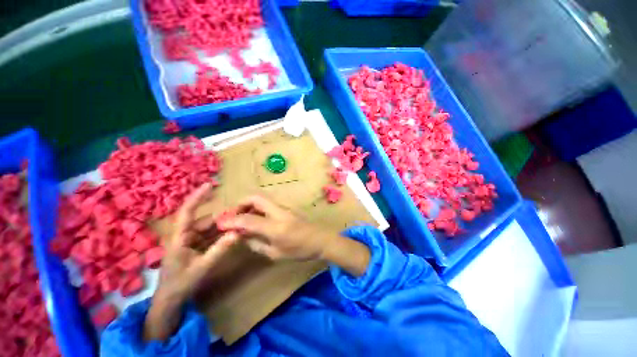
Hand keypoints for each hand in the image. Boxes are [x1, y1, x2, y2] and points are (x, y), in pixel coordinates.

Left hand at [158, 182, 238, 301]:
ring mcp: (190, 241)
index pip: (187, 212)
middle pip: (205, 221)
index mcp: (179, 237)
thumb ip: (220, 250)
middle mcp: (185, 235)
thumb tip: (237, 232)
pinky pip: (211, 236)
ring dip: (223, 226)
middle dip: (222, 217)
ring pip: (210, 228)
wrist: (170, 301)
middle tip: (240, 215)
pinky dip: (221, 234)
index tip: (209, 185)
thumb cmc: (180, 284)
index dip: (197, 197)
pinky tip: (233, 234)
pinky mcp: (196, 247)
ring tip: (239, 224)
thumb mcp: (202, 267)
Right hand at [221, 195, 337, 260]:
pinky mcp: (287, 207)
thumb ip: (257, 244)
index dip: (231, 220)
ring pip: (262, 198)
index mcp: (276, 227)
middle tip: (233, 215)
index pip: (248, 219)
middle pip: (256, 198)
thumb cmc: (300, 251)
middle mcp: (279, 212)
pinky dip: (258, 207)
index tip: (220, 224)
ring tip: (242, 218)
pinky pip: (268, 203)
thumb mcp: (276, 254)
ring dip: (249, 205)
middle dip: (240, 203)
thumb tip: (242, 236)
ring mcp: (284, 207)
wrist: (321, 239)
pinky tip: (256, 219)